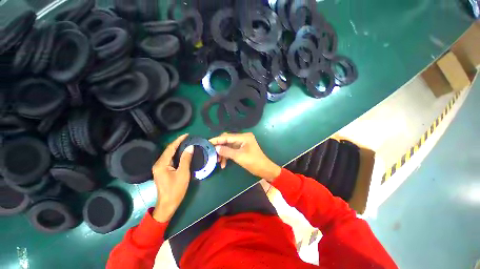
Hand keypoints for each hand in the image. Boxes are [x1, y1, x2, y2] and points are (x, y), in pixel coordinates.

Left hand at [152, 134, 193, 222]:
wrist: (167, 205)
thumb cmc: (176, 189)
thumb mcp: (183, 173)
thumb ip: (186, 159)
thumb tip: (190, 147)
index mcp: (162, 164)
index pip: (170, 148)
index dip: (179, 140)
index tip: (187, 135)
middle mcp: (158, 164)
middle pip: (168, 150)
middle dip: (178, 143)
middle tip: (188, 138)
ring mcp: (159, 168)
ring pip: (169, 154)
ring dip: (177, 148)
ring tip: (186, 143)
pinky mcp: (162, 171)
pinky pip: (170, 159)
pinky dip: (176, 154)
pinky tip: (182, 153)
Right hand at [209, 132, 280, 182]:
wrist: (264, 169)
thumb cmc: (253, 162)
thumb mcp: (239, 156)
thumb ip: (227, 151)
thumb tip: (216, 148)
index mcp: (243, 137)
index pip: (227, 136)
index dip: (217, 140)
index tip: (207, 143)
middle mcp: (243, 138)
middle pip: (227, 140)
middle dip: (220, 147)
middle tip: (212, 153)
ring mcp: (242, 143)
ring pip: (229, 146)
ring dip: (223, 153)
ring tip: (218, 162)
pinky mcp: (242, 148)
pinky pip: (232, 150)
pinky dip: (227, 156)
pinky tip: (223, 164)